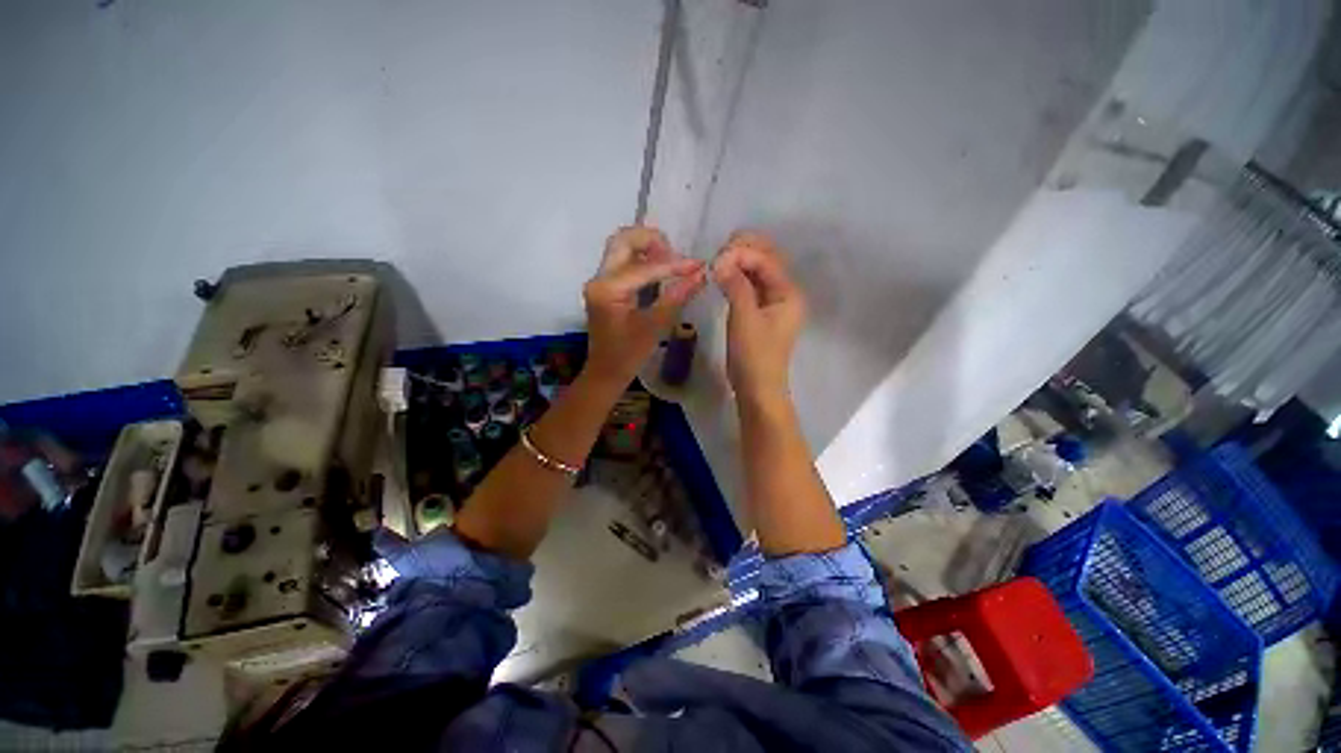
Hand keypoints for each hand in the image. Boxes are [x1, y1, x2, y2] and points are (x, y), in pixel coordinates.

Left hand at [584, 226, 706, 384]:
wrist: (605, 372)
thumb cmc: (628, 355)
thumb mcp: (655, 327)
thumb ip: (677, 297)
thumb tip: (701, 274)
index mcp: (608, 289)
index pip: (644, 267)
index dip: (674, 265)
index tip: (698, 265)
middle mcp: (599, 278)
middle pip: (623, 240)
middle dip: (652, 241)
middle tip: (676, 256)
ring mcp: (600, 280)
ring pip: (621, 247)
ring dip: (646, 247)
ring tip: (671, 262)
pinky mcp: (604, 286)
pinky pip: (623, 261)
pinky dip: (642, 259)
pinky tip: (660, 270)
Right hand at [712, 231, 806, 401]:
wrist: (757, 388)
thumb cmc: (754, 356)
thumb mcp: (745, 318)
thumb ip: (735, 285)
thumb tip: (720, 260)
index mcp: (788, 292)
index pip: (767, 260)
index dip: (742, 253)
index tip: (716, 259)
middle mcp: (784, 292)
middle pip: (766, 259)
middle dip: (743, 251)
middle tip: (717, 256)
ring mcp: (772, 302)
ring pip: (757, 271)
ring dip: (738, 262)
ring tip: (717, 263)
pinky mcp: (759, 311)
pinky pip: (749, 285)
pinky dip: (736, 277)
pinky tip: (722, 276)